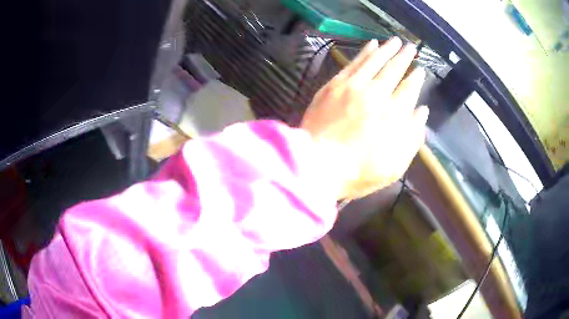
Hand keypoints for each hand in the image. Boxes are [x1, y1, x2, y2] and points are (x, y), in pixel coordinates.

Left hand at [301, 37, 428, 199]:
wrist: (318, 164)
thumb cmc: (359, 171)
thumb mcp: (396, 164)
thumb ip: (413, 136)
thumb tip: (422, 111)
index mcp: (395, 114)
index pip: (410, 88)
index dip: (416, 77)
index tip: (420, 69)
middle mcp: (377, 94)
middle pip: (394, 69)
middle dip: (405, 56)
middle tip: (411, 46)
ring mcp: (354, 86)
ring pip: (375, 60)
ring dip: (387, 49)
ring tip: (395, 41)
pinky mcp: (335, 84)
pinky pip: (353, 62)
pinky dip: (365, 52)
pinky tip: (371, 44)